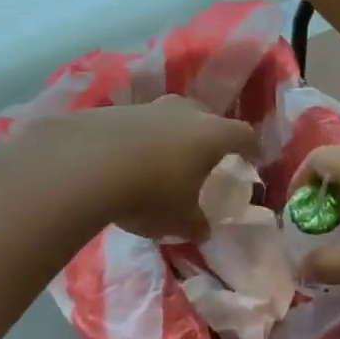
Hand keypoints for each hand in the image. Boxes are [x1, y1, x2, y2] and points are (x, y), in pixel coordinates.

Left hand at [29, 97, 260, 240]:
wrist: (86, 166)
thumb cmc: (151, 193)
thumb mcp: (179, 219)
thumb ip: (196, 223)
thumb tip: (203, 230)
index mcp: (210, 135)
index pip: (242, 135)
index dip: (250, 147)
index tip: (253, 158)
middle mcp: (182, 113)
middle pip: (204, 116)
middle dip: (208, 134)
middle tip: (205, 154)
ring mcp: (145, 108)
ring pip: (166, 116)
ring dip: (168, 135)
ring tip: (162, 159)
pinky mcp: (111, 112)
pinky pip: (133, 125)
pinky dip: (135, 140)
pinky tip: (124, 160)